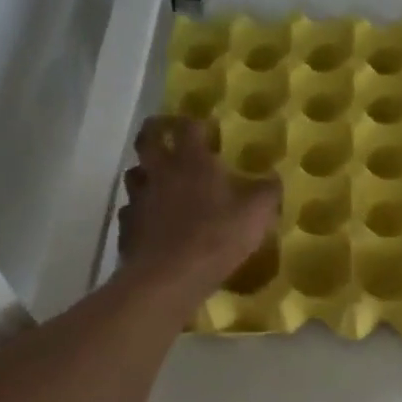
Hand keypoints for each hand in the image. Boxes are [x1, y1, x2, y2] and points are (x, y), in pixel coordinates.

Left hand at [118, 117, 279, 299]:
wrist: (168, 278)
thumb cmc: (216, 238)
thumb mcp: (256, 215)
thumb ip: (267, 192)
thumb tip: (274, 177)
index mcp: (191, 161)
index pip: (188, 126)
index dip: (197, 123)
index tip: (206, 128)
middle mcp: (160, 171)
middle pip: (148, 138)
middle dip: (157, 131)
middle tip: (168, 135)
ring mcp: (138, 198)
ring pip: (135, 173)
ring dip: (146, 172)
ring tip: (160, 182)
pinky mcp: (126, 226)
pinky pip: (130, 210)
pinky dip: (140, 211)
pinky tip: (152, 222)